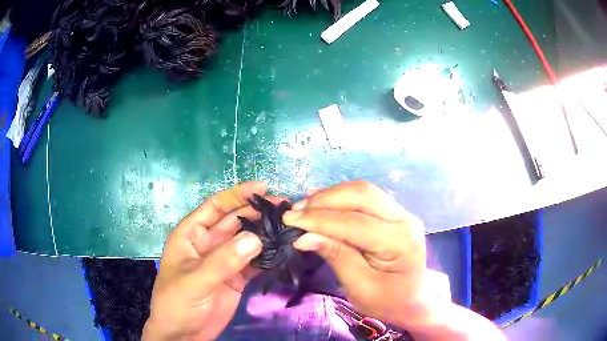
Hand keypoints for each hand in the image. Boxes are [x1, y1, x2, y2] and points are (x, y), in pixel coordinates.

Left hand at [143, 182, 272, 340]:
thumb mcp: (194, 281)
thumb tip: (255, 238)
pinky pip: (254, 264)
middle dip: (257, 213)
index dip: (237, 195)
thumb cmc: (176, 303)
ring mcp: (224, 262)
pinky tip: (283, 251)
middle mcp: (208, 244)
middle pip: (235, 222)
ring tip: (289, 227)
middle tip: (285, 209)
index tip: (263, 188)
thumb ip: (223, 261)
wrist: (183, 335)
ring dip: (265, 235)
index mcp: (191, 235)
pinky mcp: (236, 279)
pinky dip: (267, 258)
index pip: (215, 207)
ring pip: (246, 242)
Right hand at [284, 181, 428, 327]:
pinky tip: (323, 201)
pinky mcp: (396, 213)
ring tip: (304, 206)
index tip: (289, 220)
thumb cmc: (387, 302)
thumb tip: (303, 235)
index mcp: (400, 241)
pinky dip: (342, 197)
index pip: (355, 222)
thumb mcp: (358, 286)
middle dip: (324, 200)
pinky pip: (367, 197)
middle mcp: (405, 219)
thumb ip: (335, 256)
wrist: (412, 302)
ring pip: (363, 191)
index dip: (319, 219)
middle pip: (362, 195)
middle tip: (295, 211)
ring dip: (331, 196)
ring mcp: (403, 213)